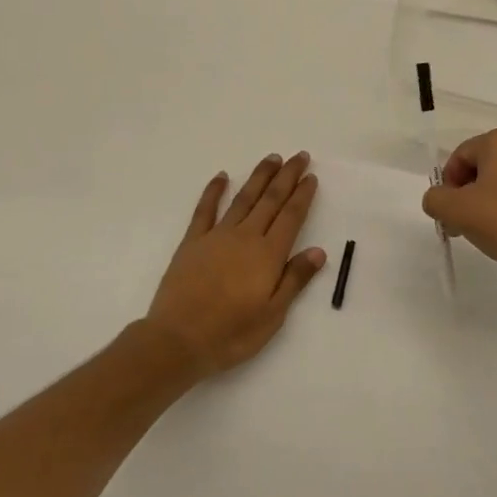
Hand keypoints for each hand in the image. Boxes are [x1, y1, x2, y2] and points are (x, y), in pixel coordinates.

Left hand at [144, 152, 325, 378]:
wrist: (178, 340)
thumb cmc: (231, 334)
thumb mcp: (273, 315)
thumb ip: (295, 279)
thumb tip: (318, 251)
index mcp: (268, 255)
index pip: (291, 217)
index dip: (302, 195)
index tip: (311, 176)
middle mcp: (245, 237)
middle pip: (270, 200)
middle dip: (286, 176)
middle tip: (298, 156)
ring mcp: (217, 236)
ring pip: (243, 198)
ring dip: (259, 177)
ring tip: (272, 158)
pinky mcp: (193, 242)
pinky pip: (205, 209)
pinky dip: (214, 191)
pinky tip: (222, 176)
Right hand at [421, 128, 496, 306]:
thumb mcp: (457, 212)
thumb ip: (435, 199)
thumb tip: (438, 198)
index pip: (460, 156)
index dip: (448, 185)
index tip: (450, 214)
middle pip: (484, 165)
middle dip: (468, 193)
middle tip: (464, 223)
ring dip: (490, 200)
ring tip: (488, 230)